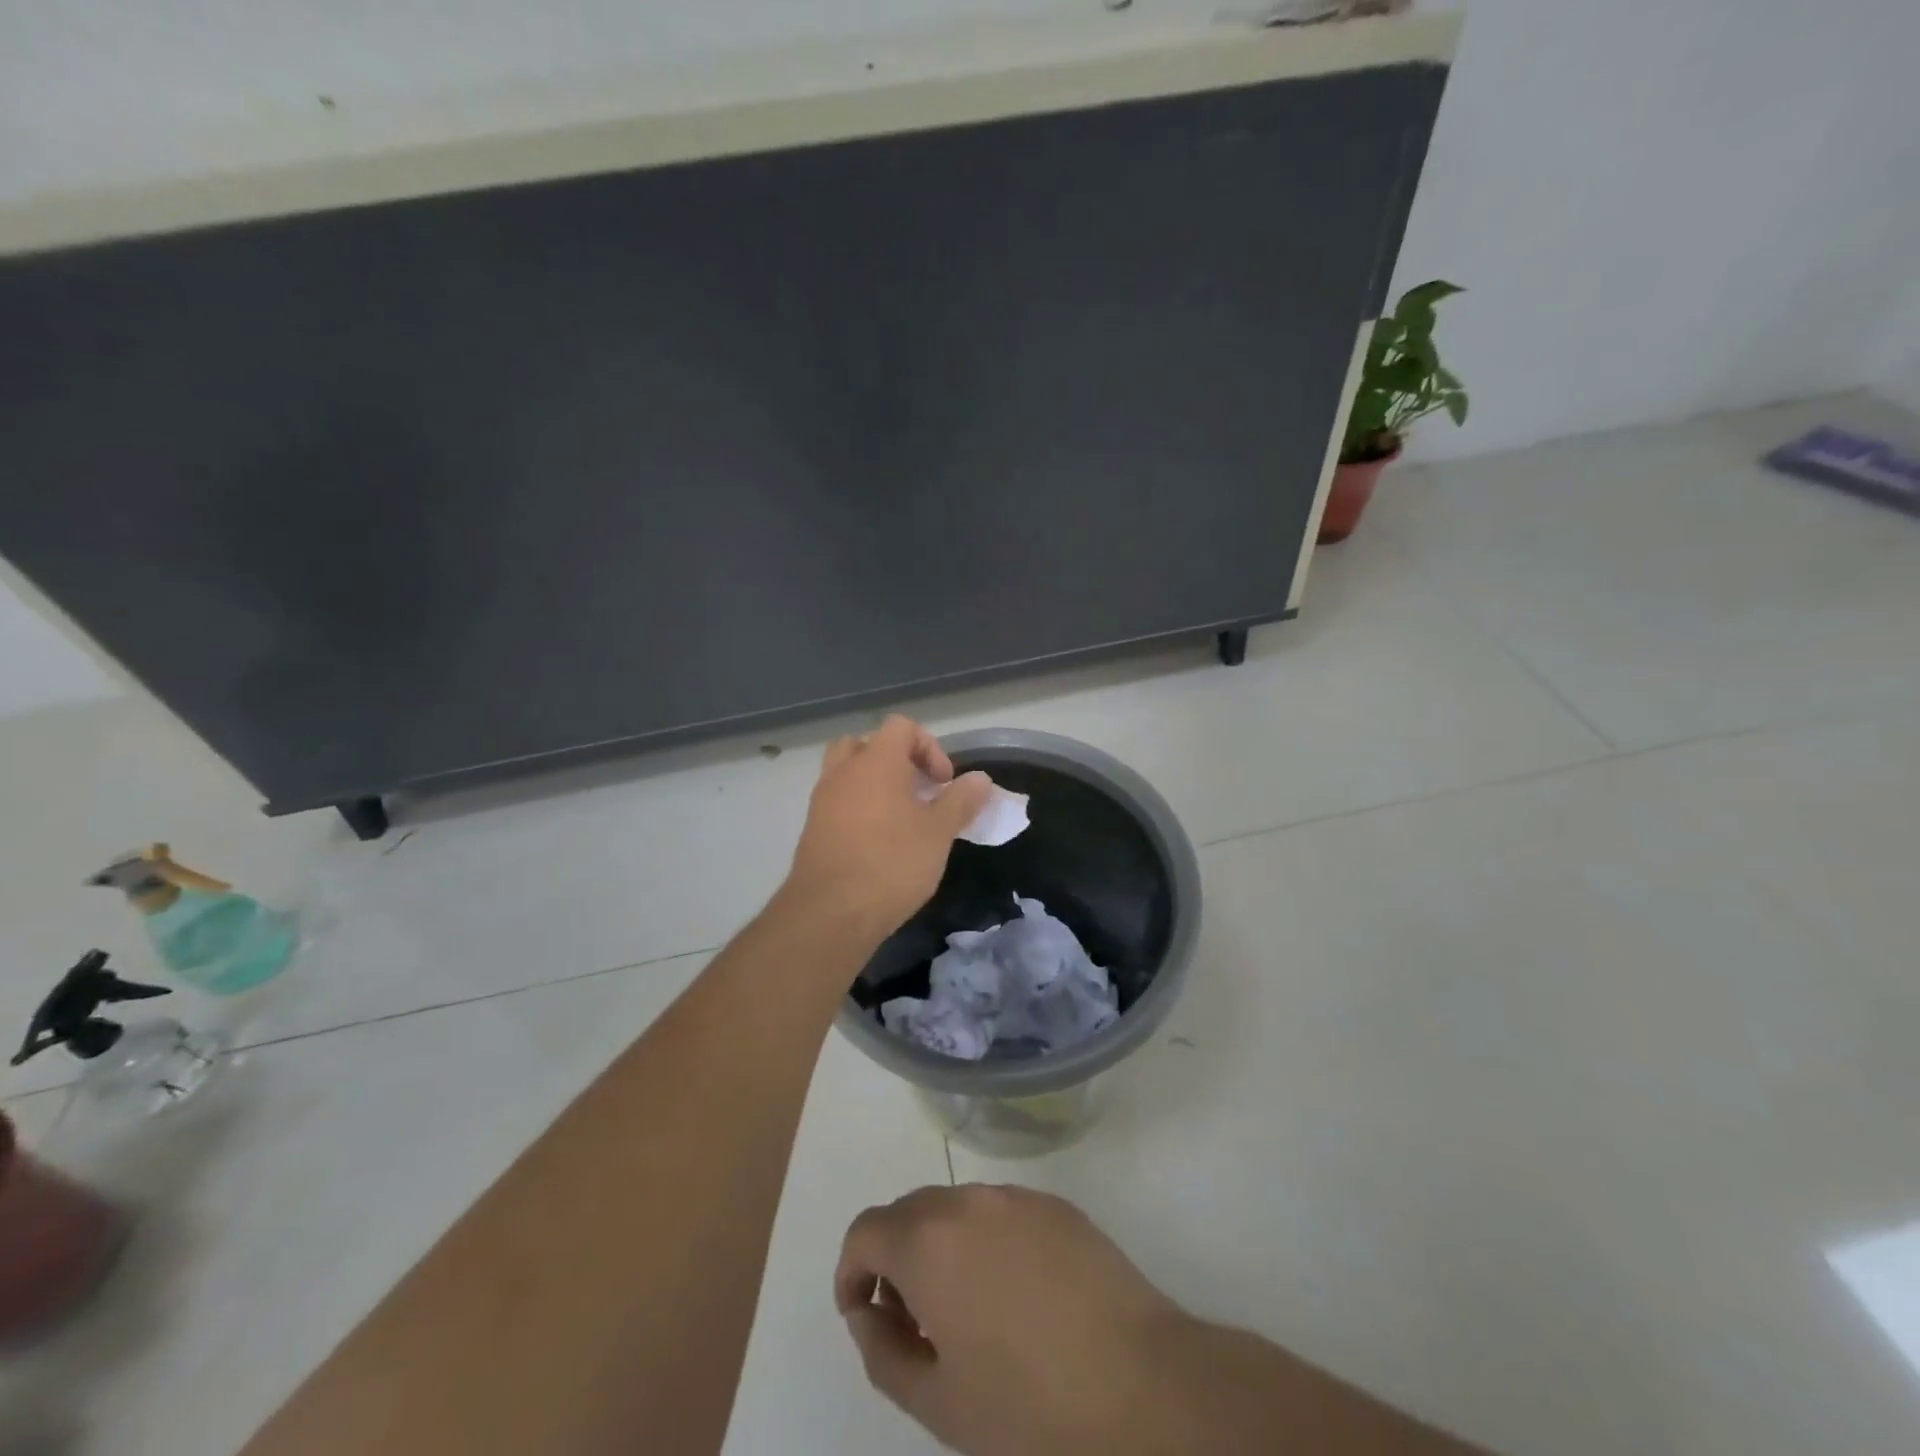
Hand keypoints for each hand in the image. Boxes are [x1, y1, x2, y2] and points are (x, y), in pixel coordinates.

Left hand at [783, 715, 991, 945]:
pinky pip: (837, 801)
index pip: (901, 726)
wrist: (830, 913)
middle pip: (867, 743)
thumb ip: (961, 801)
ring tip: (899, 817)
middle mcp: (844, 771)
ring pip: (848, 772)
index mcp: (876, 761)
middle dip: (896, 761)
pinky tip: (877, 842)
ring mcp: (822, 799)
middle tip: (916, 791)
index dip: (929, 747)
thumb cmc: (892, 864)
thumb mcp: (939, 833)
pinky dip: (857, 808)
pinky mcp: (812, 828)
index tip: (943, 783)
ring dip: (874, 784)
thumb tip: (980, 779)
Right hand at [835, 1184, 1181, 1455]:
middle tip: (912, 1320)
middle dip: (895, 1257)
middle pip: (909, 1212)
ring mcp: (1016, 1197)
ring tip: (965, 1309)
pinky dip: (986, 1240)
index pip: (866, 1230)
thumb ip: (885, 1354)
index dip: (852, 1269)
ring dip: (941, 1245)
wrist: (1142, 1382)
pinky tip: (1015, 1294)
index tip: (863, 1312)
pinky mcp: (1056, 1204)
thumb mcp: (939, 1403)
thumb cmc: (1031, 1406)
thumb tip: (868, 1313)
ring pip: (956, 1207)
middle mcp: (967, 1201)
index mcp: (929, 1241)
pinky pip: (1001, 1212)